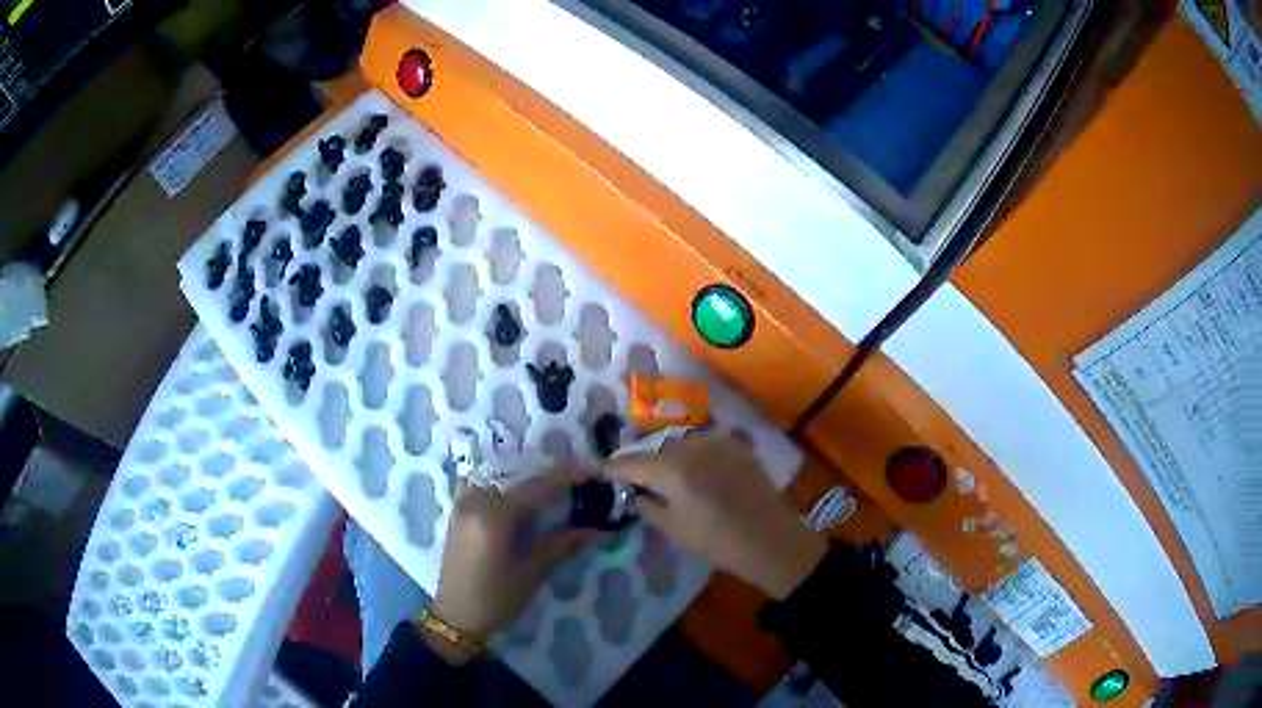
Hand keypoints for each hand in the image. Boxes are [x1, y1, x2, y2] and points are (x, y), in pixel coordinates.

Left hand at [426, 470, 590, 661]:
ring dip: (527, 478)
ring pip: (500, 477)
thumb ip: (562, 544)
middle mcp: (475, 500)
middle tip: (578, 479)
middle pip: (517, 475)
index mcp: (493, 515)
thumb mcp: (532, 573)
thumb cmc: (496, 599)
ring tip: (554, 487)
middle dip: (549, 475)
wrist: (456, 618)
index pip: (537, 486)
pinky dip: (506, 485)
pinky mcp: (459, 512)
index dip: (567, 476)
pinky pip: (486, 486)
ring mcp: (463, 504)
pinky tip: (523, 497)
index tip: (594, 470)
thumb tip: (597, 528)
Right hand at [607, 433, 826, 598]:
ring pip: (681, 443)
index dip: (613, 468)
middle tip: (635, 477)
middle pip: (656, 449)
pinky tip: (697, 469)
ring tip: (668, 474)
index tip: (601, 472)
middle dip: (643, 462)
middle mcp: (690, 446)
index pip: (631, 462)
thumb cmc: (717, 541)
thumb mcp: (674, 529)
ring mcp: (717, 441)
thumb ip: (647, 507)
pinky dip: (696, 453)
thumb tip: (632, 495)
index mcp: (670, 468)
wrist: (770, 539)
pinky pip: (706, 443)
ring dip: (670, 455)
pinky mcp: (737, 445)